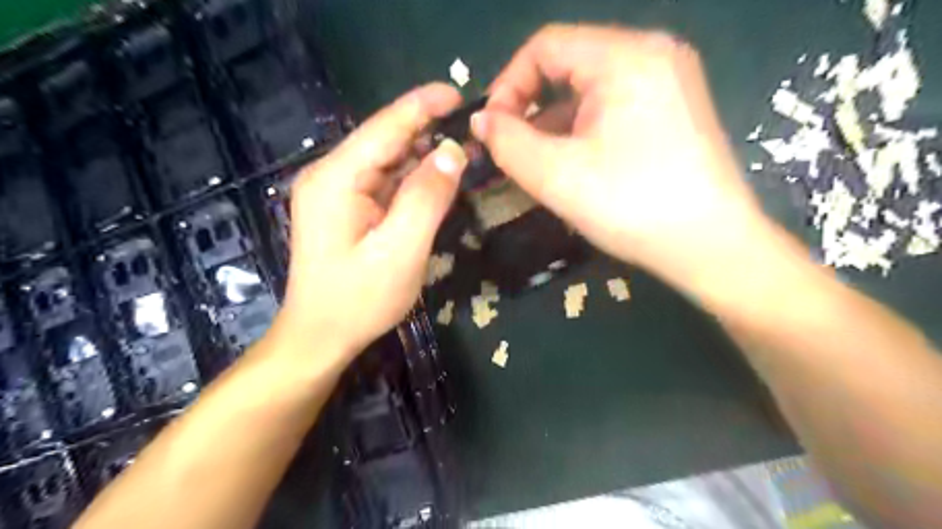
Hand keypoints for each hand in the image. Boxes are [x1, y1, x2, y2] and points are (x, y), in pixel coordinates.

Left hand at [271, 86, 464, 364]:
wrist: (319, 337)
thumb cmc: (358, 300)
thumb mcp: (400, 251)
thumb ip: (427, 198)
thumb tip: (452, 152)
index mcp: (336, 179)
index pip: (385, 127)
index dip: (423, 105)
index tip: (459, 93)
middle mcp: (330, 175)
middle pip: (385, 140)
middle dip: (426, 131)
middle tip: (470, 132)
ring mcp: (335, 192)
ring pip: (386, 161)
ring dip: (421, 156)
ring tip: (461, 154)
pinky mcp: (344, 208)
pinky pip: (382, 182)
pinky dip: (410, 179)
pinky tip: (434, 181)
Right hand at [470, 25, 772, 292]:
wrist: (711, 246)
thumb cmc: (631, 206)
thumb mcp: (556, 175)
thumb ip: (507, 142)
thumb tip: (481, 122)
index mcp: (625, 57)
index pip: (545, 46)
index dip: (508, 85)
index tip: (494, 129)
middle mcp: (652, 53)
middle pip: (569, 64)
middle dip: (531, 106)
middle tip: (513, 149)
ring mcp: (669, 79)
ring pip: (591, 87)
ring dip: (556, 121)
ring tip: (539, 162)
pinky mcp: (675, 107)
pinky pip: (614, 104)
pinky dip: (585, 127)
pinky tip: (575, 161)